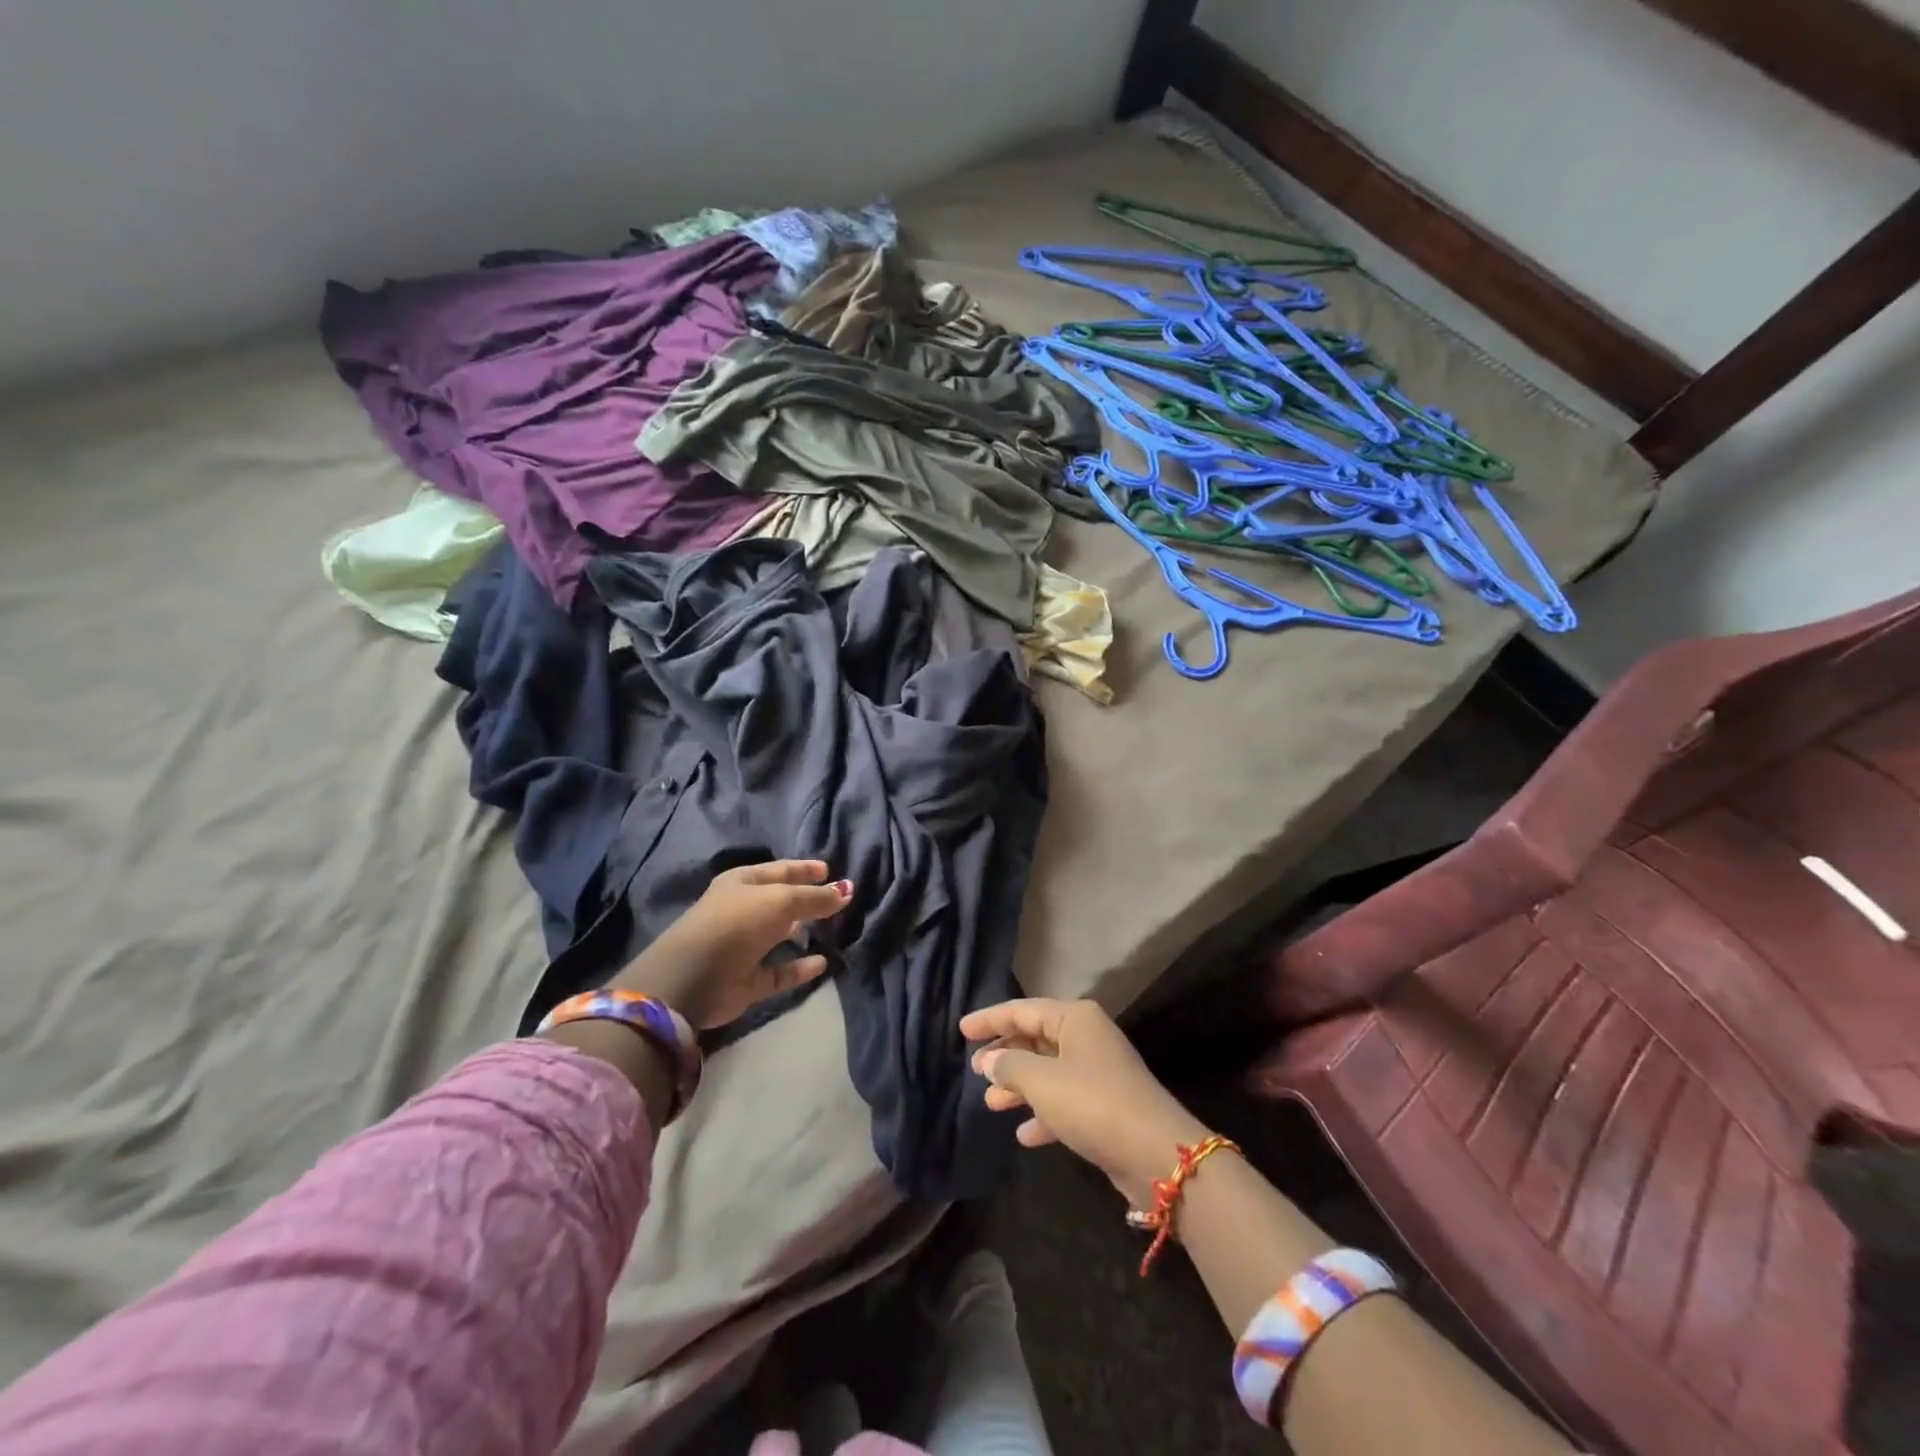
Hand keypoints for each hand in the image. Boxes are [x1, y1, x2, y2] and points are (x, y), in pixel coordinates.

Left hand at [614, 860, 851, 1028]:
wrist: (692, 979)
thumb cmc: (736, 924)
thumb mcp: (781, 901)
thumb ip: (815, 897)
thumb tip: (847, 890)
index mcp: (742, 883)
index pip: (781, 870)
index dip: (805, 869)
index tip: (829, 869)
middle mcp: (742, 911)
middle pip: (780, 901)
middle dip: (806, 899)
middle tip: (836, 899)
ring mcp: (743, 946)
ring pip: (779, 935)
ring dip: (801, 931)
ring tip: (831, 929)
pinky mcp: (747, 979)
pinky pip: (779, 971)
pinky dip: (799, 967)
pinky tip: (822, 963)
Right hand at [962, 998, 1211, 1207]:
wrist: (1155, 1153)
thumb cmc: (1092, 1103)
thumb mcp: (1042, 1081)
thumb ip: (1010, 1065)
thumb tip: (992, 1059)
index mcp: (1075, 1019)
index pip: (1023, 1010)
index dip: (990, 1019)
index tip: (962, 1030)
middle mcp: (1087, 1038)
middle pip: (1036, 1038)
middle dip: (1005, 1055)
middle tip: (976, 1070)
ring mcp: (1098, 1073)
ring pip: (1048, 1071)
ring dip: (1019, 1086)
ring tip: (991, 1102)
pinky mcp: (1105, 1106)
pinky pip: (1064, 1101)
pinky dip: (1043, 1113)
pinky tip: (1024, 1134)